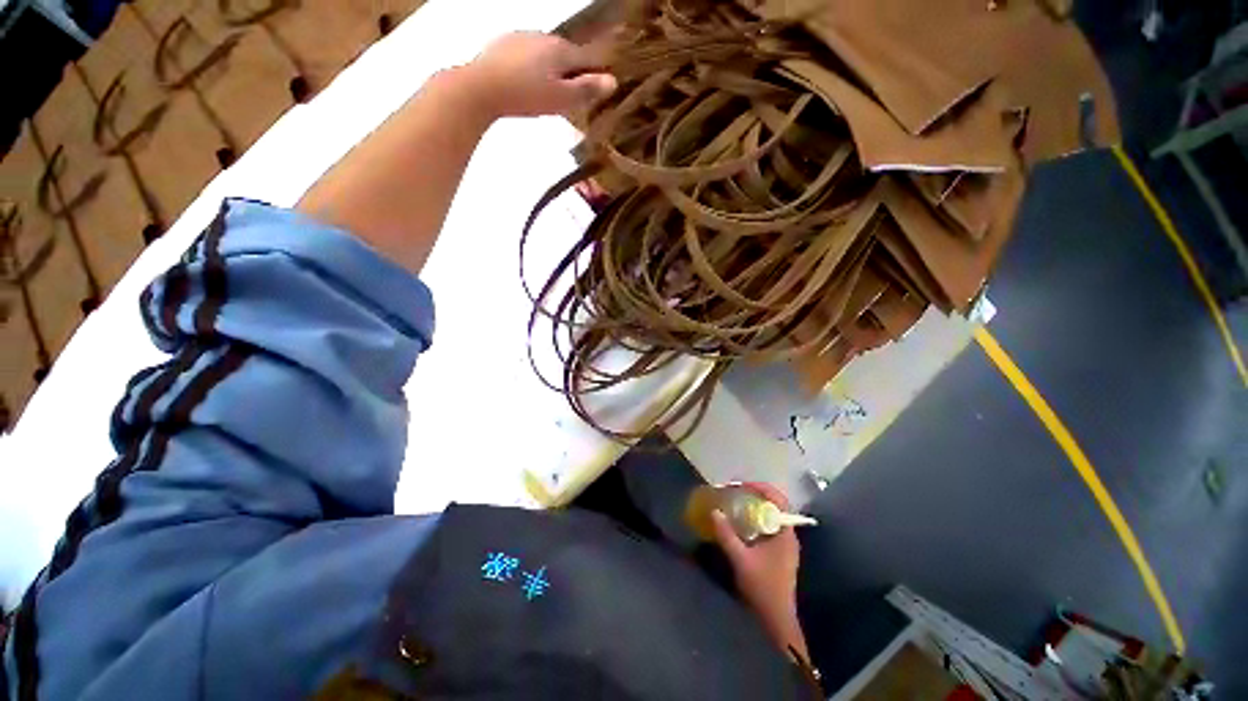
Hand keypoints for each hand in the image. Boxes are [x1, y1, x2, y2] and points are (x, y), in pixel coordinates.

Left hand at [460, 32, 616, 119]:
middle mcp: (545, 36)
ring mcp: (523, 37)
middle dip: (572, 73)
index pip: (588, 59)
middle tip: (569, 99)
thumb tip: (613, 81)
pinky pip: (527, 54)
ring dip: (551, 70)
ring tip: (546, 93)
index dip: (595, 74)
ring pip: (546, 54)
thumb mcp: (561, 99)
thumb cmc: (526, 96)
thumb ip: (586, 90)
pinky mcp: (504, 44)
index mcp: (561, 50)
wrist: (481, 87)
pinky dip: (532, 67)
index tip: (597, 91)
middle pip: (567, 55)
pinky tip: (525, 82)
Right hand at [712, 482, 808, 658]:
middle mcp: (788, 535)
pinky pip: (768, 527)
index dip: (761, 488)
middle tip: (735, 492)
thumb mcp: (741, 559)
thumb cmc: (762, 587)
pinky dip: (755, 520)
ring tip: (736, 503)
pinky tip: (741, 524)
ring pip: (771, 517)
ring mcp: (785, 545)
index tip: (742, 485)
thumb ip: (727, 534)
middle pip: (775, 506)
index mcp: (784, 534)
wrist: (776, 620)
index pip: (778, 500)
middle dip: (755, 495)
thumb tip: (714, 511)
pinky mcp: (780, 553)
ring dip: (755, 507)